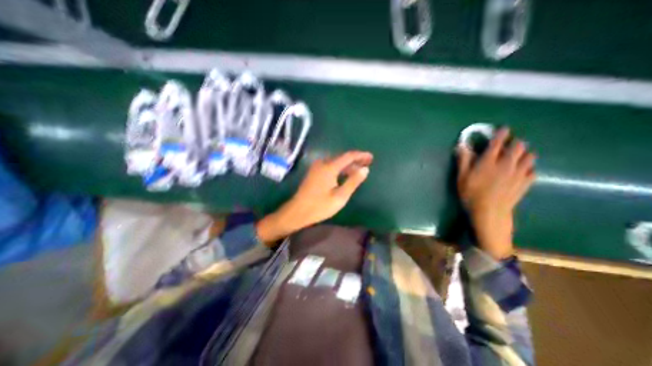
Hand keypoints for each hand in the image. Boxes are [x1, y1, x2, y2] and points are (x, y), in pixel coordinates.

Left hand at [257, 150, 373, 244]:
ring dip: (347, 165)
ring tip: (358, 170)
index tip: (371, 157)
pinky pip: (330, 166)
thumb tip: (365, 169)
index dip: (360, 155)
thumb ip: (353, 181)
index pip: (348, 156)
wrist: (297, 212)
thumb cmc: (320, 206)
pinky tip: (344, 175)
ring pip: (335, 162)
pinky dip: (339, 169)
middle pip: (342, 158)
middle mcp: (322, 163)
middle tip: (367, 163)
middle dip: (355, 160)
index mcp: (329, 167)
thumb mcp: (340, 196)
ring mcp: (316, 167)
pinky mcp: (313, 173)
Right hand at [454, 128, 537, 259]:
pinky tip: (522, 171)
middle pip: (519, 146)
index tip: (503, 129)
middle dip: (515, 142)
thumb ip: (463, 159)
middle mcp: (507, 163)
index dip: (501, 133)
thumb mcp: (461, 176)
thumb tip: (462, 145)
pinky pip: (534, 170)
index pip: (498, 142)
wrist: (489, 212)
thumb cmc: (471, 193)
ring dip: (524, 153)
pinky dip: (529, 167)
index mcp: (489, 161)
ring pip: (530, 156)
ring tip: (516, 157)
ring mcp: (519, 173)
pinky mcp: (526, 183)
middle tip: (508, 145)